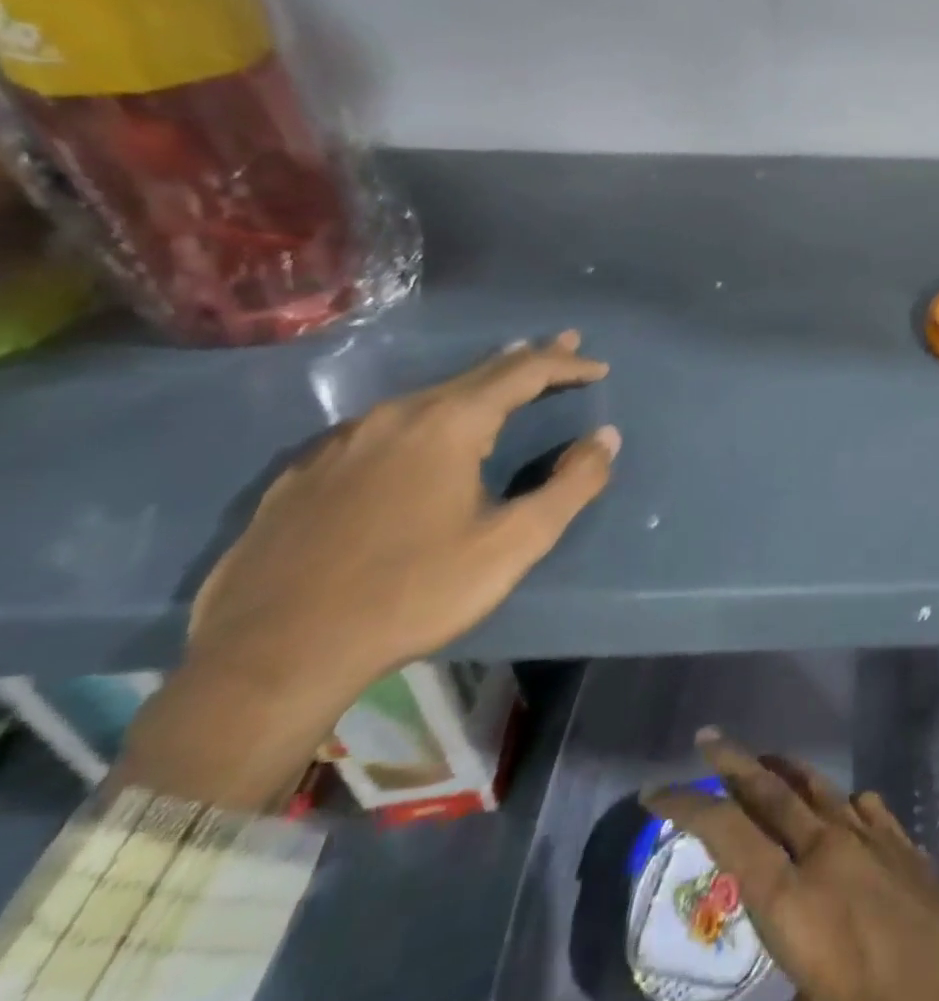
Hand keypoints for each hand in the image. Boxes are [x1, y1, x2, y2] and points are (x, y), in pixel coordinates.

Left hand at [189, 331, 618, 699]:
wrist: (270, 657)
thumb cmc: (411, 593)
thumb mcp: (513, 544)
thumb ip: (572, 485)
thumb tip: (606, 438)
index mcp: (448, 425)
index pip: (522, 373)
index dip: (566, 364)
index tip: (599, 368)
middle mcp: (394, 417)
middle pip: (475, 373)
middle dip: (527, 359)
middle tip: (564, 343)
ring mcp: (341, 443)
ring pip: (425, 397)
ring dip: (476, 386)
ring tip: (503, 381)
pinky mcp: (304, 475)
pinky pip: (381, 428)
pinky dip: (424, 417)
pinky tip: (420, 438)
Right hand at [647, 730, 938, 1000]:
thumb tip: (774, 996)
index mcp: (797, 902)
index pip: (730, 836)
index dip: (689, 806)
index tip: (656, 789)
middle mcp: (829, 854)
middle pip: (771, 793)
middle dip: (735, 762)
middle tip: (707, 737)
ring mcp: (874, 841)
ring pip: (817, 789)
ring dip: (786, 772)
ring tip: (764, 762)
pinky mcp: (907, 844)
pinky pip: (863, 806)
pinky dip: (840, 799)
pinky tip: (842, 805)